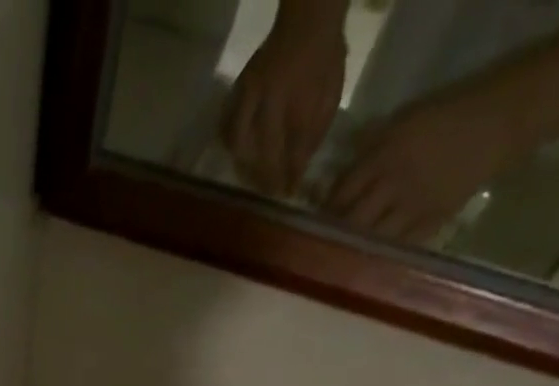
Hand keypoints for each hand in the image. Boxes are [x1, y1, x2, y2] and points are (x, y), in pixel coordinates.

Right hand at [224, 4, 347, 197]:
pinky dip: (228, 141)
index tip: (288, 194)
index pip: (290, 151)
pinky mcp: (240, 89)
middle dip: (264, 176)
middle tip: (268, 191)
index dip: (289, 176)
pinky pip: (227, 123)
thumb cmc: (324, 58)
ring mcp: (250, 93)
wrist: (309, 19)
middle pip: (260, 152)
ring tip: (248, 176)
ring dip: (242, 163)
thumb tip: (298, 170)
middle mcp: (269, 100)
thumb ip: (315, 133)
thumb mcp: (330, 94)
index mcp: (296, 101)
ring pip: (238, 141)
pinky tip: (235, 153)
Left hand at [329, 93, 520, 243]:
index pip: (341, 193)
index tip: (312, 224)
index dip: (325, 212)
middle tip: (320, 248)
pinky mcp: (432, 222)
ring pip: (371, 239)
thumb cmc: (446, 116)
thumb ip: (368, 152)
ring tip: (340, 261)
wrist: (500, 121)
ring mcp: (413, 206)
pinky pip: (398, 246)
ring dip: (354, 251)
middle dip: (333, 237)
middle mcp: (394, 183)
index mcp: (384, 155)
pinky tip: (369, 264)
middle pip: (351, 221)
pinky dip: (381, 256)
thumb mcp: (402, 123)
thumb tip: (334, 184)